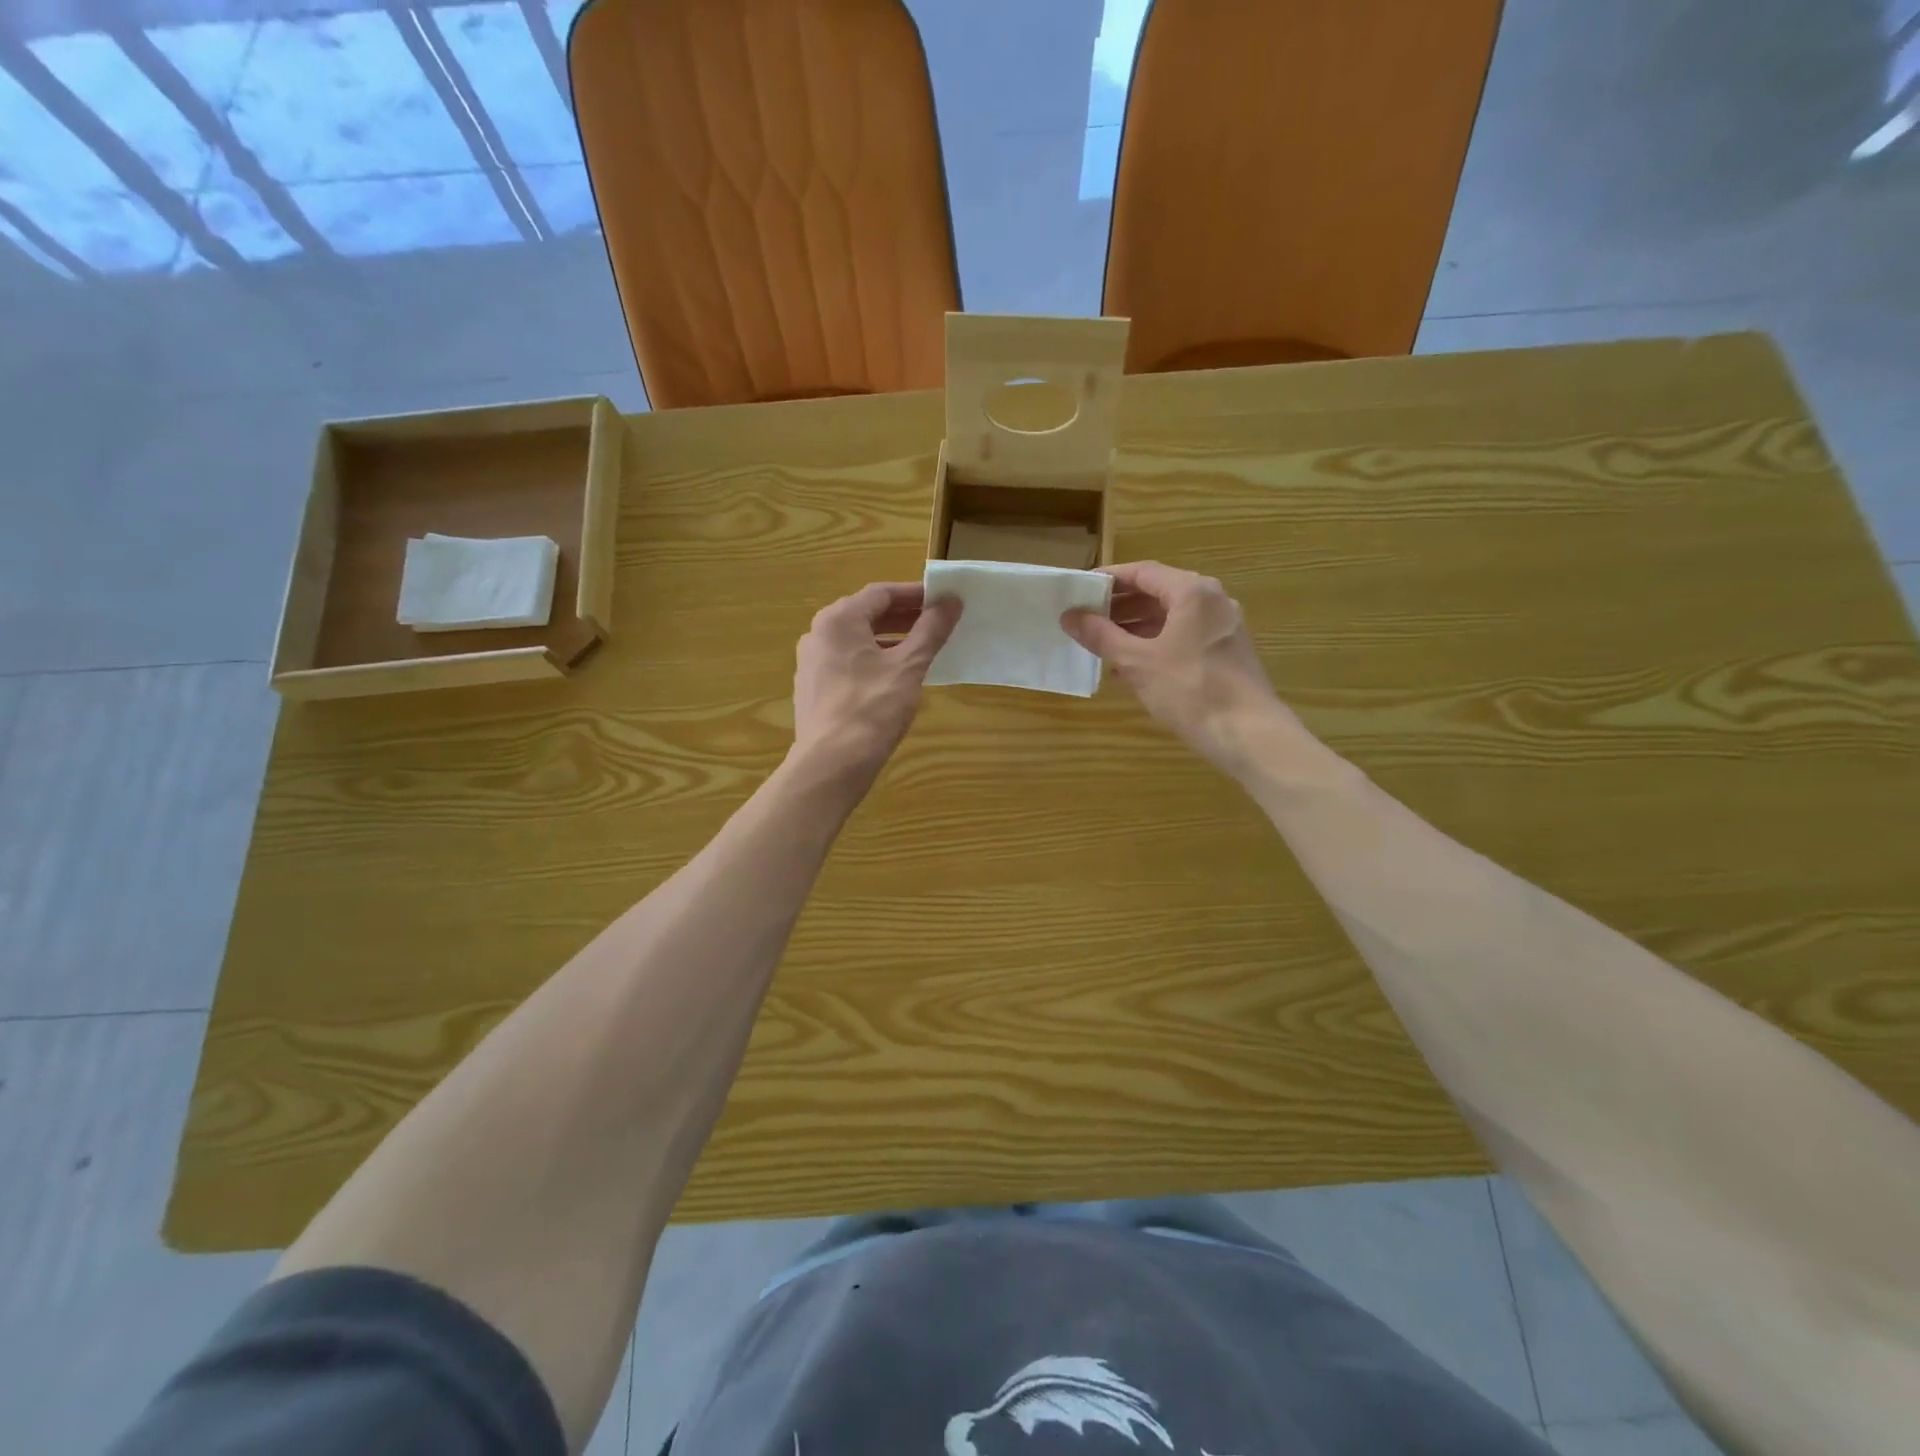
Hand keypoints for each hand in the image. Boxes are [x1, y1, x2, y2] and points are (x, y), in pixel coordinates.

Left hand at [791, 582, 960, 788]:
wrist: (830, 765)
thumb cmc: (872, 710)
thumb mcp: (909, 667)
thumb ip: (930, 630)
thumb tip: (951, 601)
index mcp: (838, 620)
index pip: (881, 593)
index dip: (915, 594)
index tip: (944, 601)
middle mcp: (818, 634)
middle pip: (866, 614)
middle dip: (903, 617)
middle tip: (937, 624)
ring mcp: (811, 663)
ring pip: (856, 640)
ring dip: (889, 639)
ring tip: (921, 650)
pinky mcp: (812, 688)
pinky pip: (847, 662)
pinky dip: (873, 660)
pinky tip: (894, 678)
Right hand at [1062, 561, 1299, 777]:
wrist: (1249, 734)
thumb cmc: (1191, 690)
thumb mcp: (1138, 662)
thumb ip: (1101, 635)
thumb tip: (1070, 616)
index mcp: (1192, 592)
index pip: (1142, 572)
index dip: (1107, 579)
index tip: (1079, 590)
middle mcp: (1212, 601)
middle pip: (1158, 592)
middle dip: (1119, 606)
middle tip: (1085, 619)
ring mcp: (1222, 627)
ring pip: (1170, 617)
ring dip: (1134, 628)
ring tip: (1101, 645)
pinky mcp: (1226, 653)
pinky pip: (1183, 637)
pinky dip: (1155, 645)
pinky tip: (1129, 668)